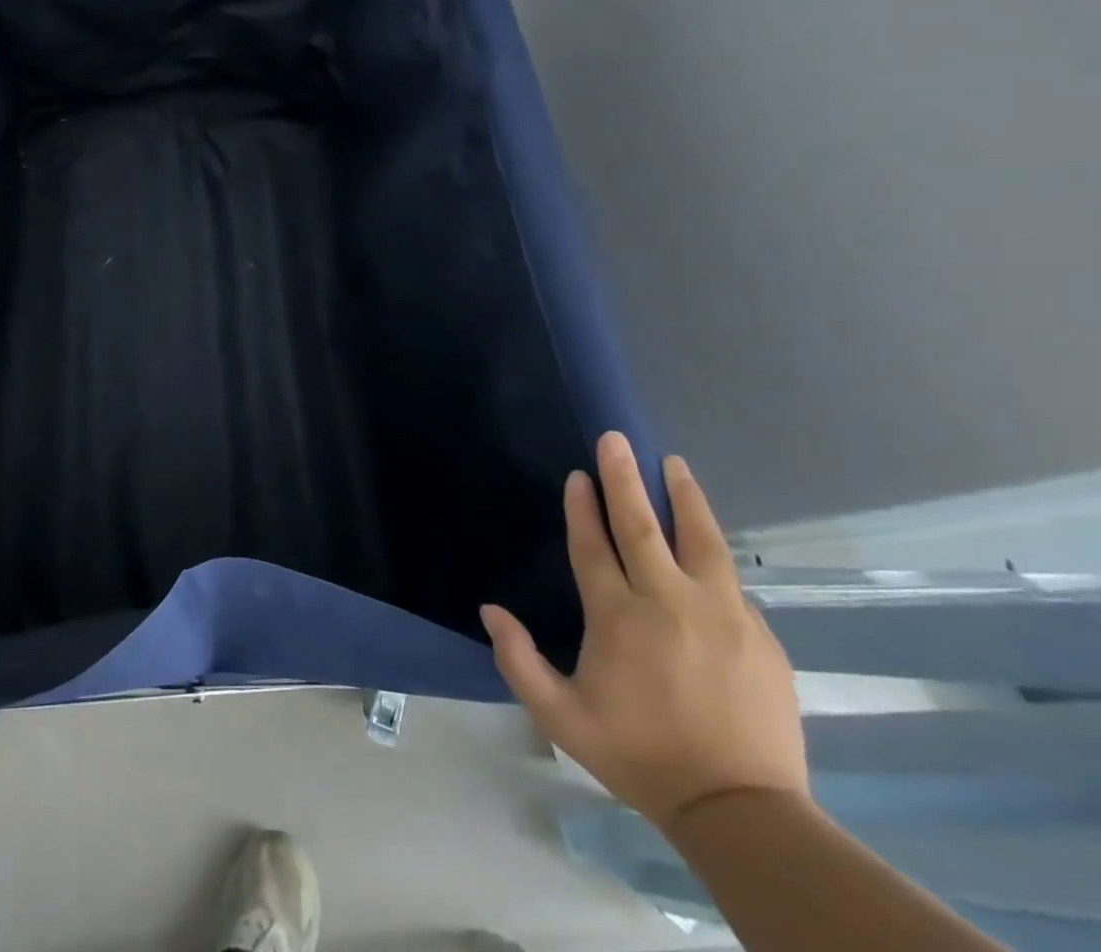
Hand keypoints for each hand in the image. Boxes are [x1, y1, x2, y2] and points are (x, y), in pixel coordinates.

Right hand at [481, 433, 806, 832]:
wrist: (742, 812)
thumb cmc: (640, 756)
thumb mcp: (561, 718)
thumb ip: (519, 660)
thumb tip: (490, 610)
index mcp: (618, 617)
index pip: (594, 545)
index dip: (582, 507)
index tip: (578, 475)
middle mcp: (669, 602)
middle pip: (642, 525)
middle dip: (625, 478)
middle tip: (617, 439)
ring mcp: (722, 615)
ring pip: (700, 539)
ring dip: (683, 497)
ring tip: (674, 465)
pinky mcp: (760, 635)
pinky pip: (729, 581)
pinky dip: (711, 553)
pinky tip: (705, 546)